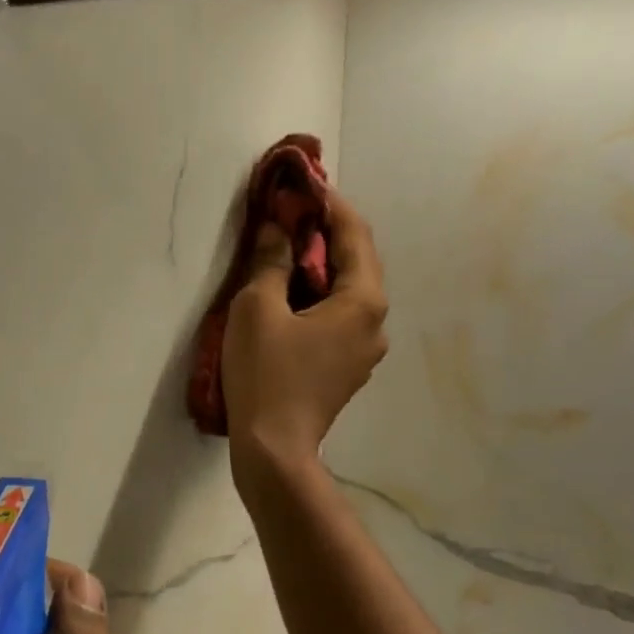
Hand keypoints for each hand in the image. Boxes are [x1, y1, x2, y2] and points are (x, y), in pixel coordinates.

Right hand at [222, 184, 387, 482]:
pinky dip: (318, 302)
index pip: (354, 232)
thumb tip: (279, 228)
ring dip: (320, 270)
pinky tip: (290, 303)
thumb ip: (271, 260)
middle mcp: (376, 322)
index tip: (302, 184)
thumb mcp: (257, 308)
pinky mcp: (347, 372)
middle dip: (324, 236)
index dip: (328, 203)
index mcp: (364, 299)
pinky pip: (338, 322)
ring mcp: (365, 352)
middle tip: (289, 217)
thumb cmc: (266, 375)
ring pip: (347, 295)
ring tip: (285, 257)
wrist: (274, 450)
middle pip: (356, 263)